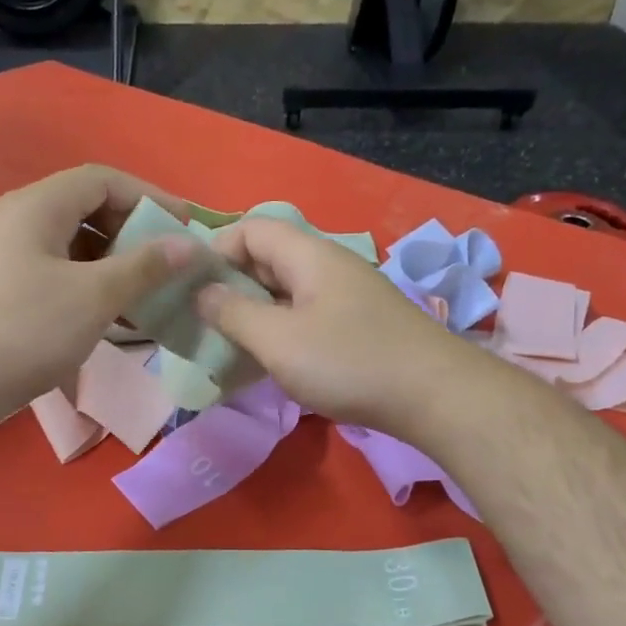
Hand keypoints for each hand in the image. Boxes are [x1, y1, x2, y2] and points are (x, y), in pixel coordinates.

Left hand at [0, 165, 194, 424]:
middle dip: (134, 232)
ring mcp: (8, 255)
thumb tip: (189, 246)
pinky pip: (59, 272)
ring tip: (150, 292)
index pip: (104, 180)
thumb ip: (145, 266)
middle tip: (169, 261)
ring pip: (75, 245)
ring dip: (116, 263)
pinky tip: (115, 315)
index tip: (185, 225)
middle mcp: (20, 219)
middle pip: (88, 208)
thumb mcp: (95, 296)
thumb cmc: (26, 330)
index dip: (150, 197)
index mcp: (38, 205)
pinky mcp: (5, 288)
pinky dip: (92, 285)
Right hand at [196, 216, 477, 431]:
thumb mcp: (278, 340)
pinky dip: (281, 332)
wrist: (435, 396)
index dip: (216, 250)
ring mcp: (347, 297)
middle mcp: (329, 266)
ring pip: (287, 292)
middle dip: (231, 285)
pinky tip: (269, 362)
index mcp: (309, 255)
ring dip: (255, 313)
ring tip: (227, 345)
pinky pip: (307, 317)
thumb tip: (201, 292)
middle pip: (268, 259)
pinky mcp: (359, 327)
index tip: (190, 289)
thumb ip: (233, 313)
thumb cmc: (349, 362)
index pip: (252, 228)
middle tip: (202, 321)